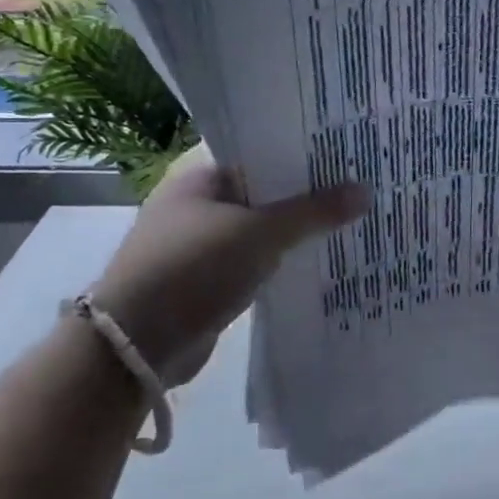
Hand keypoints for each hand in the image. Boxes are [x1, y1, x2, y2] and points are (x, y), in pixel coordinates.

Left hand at [85, 145, 369, 387]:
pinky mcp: (203, 282)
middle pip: (261, 191)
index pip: (258, 152)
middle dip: (302, 194)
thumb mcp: (260, 234)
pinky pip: (250, 261)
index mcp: (200, 178)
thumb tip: (365, 190)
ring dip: (291, 231)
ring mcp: (196, 245)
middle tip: (355, 185)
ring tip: (345, 220)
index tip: (342, 153)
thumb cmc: (193, 269)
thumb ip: (313, 212)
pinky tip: (314, 262)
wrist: (133, 346)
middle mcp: (195, 205)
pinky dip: (276, 261)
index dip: (299, 152)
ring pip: (257, 229)